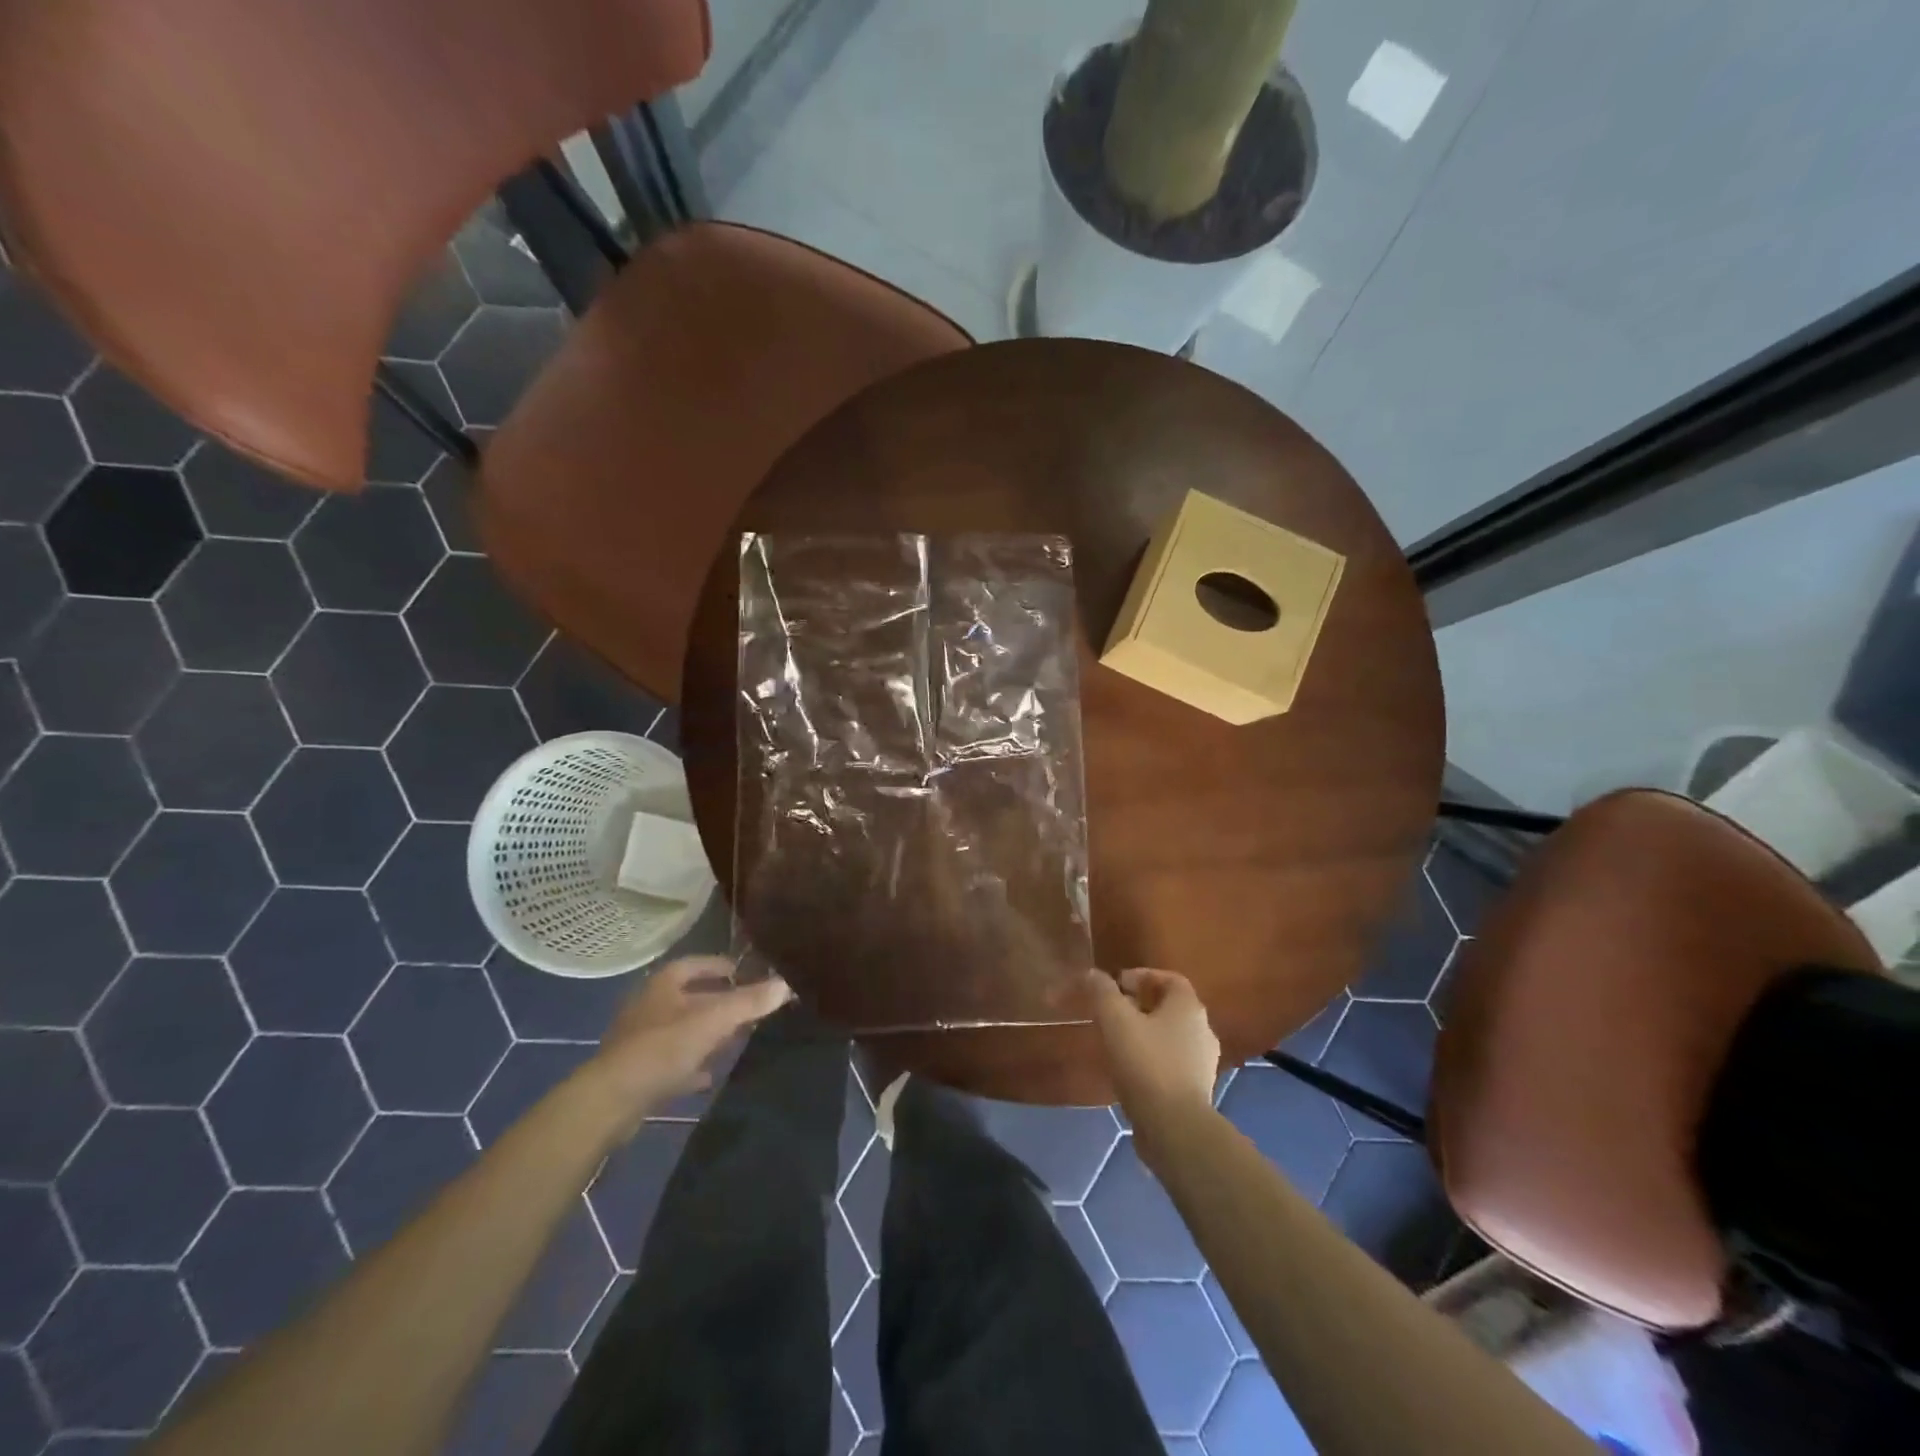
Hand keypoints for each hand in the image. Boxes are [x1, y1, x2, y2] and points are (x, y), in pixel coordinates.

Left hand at [585, 957, 791, 1135]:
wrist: (611, 1101)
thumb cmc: (663, 1047)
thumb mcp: (714, 1020)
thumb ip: (750, 1002)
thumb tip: (786, 983)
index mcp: (665, 983)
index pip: (699, 963)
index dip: (725, 966)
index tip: (751, 974)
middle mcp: (650, 1005)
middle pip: (692, 997)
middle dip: (720, 1002)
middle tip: (750, 1008)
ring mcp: (641, 1039)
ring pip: (682, 1029)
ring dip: (706, 1034)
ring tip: (736, 1040)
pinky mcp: (638, 1071)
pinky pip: (672, 1062)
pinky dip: (691, 1065)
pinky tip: (709, 1075)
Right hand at [1088, 968, 1219, 1133]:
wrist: (1174, 1127)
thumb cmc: (1146, 1063)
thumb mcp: (1116, 1020)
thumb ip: (1103, 992)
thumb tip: (1093, 974)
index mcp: (1189, 1008)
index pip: (1170, 979)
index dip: (1143, 976)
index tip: (1117, 985)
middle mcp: (1203, 1030)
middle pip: (1171, 1008)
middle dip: (1141, 1006)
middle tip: (1113, 1012)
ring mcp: (1203, 1063)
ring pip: (1171, 1037)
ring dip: (1146, 1034)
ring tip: (1117, 1042)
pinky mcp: (1196, 1090)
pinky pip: (1172, 1063)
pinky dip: (1152, 1059)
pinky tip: (1130, 1071)